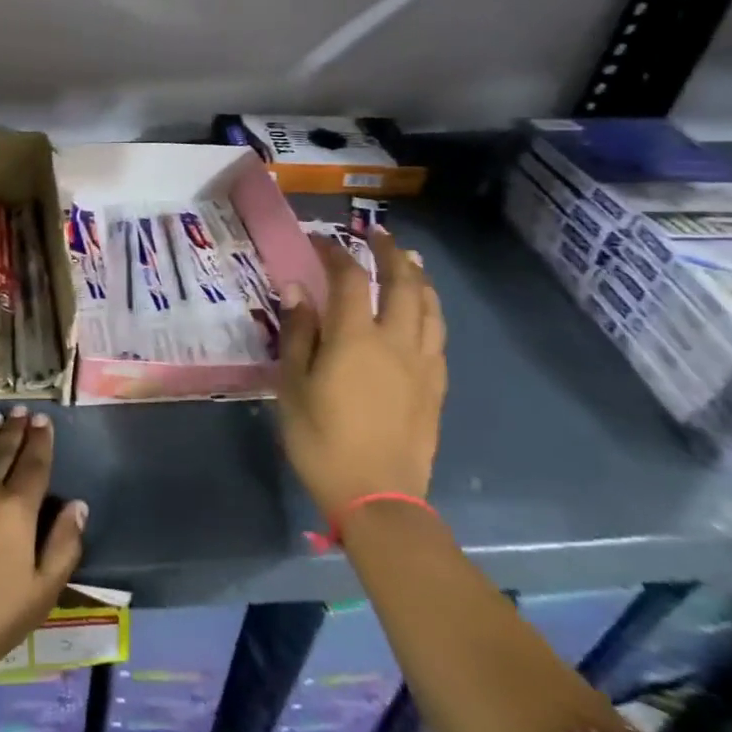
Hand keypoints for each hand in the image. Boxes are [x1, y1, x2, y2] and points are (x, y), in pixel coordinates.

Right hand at [276, 230, 447, 520]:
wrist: (378, 496)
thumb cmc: (321, 439)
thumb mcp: (293, 385)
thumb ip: (298, 333)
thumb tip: (297, 288)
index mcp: (355, 338)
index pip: (349, 279)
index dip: (335, 253)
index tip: (320, 240)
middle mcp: (396, 341)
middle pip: (402, 284)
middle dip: (389, 253)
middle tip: (377, 235)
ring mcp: (422, 364)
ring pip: (429, 308)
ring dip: (418, 278)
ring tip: (410, 262)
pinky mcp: (435, 387)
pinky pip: (438, 336)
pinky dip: (430, 312)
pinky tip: (423, 313)